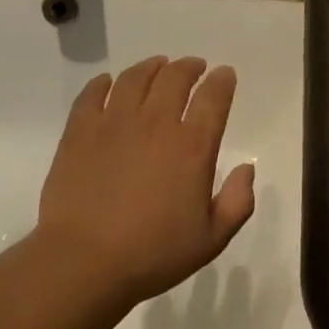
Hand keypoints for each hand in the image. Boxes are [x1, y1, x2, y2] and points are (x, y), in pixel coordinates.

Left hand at [36, 57, 255, 306]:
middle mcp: (156, 122)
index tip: (224, 74)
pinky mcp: (80, 129)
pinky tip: (108, 83)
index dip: (222, 81)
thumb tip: (247, 167)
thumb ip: (238, 201)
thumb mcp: (211, 239)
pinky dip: (103, 83)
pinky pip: (92, 93)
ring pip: (135, 77)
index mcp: (192, 146)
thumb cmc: (152, 254)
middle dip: (190, 66)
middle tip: (194, 67)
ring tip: (157, 66)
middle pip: (175, 77)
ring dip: (151, 67)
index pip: (213, 97)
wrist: (84, 261)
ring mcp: (114, 121)